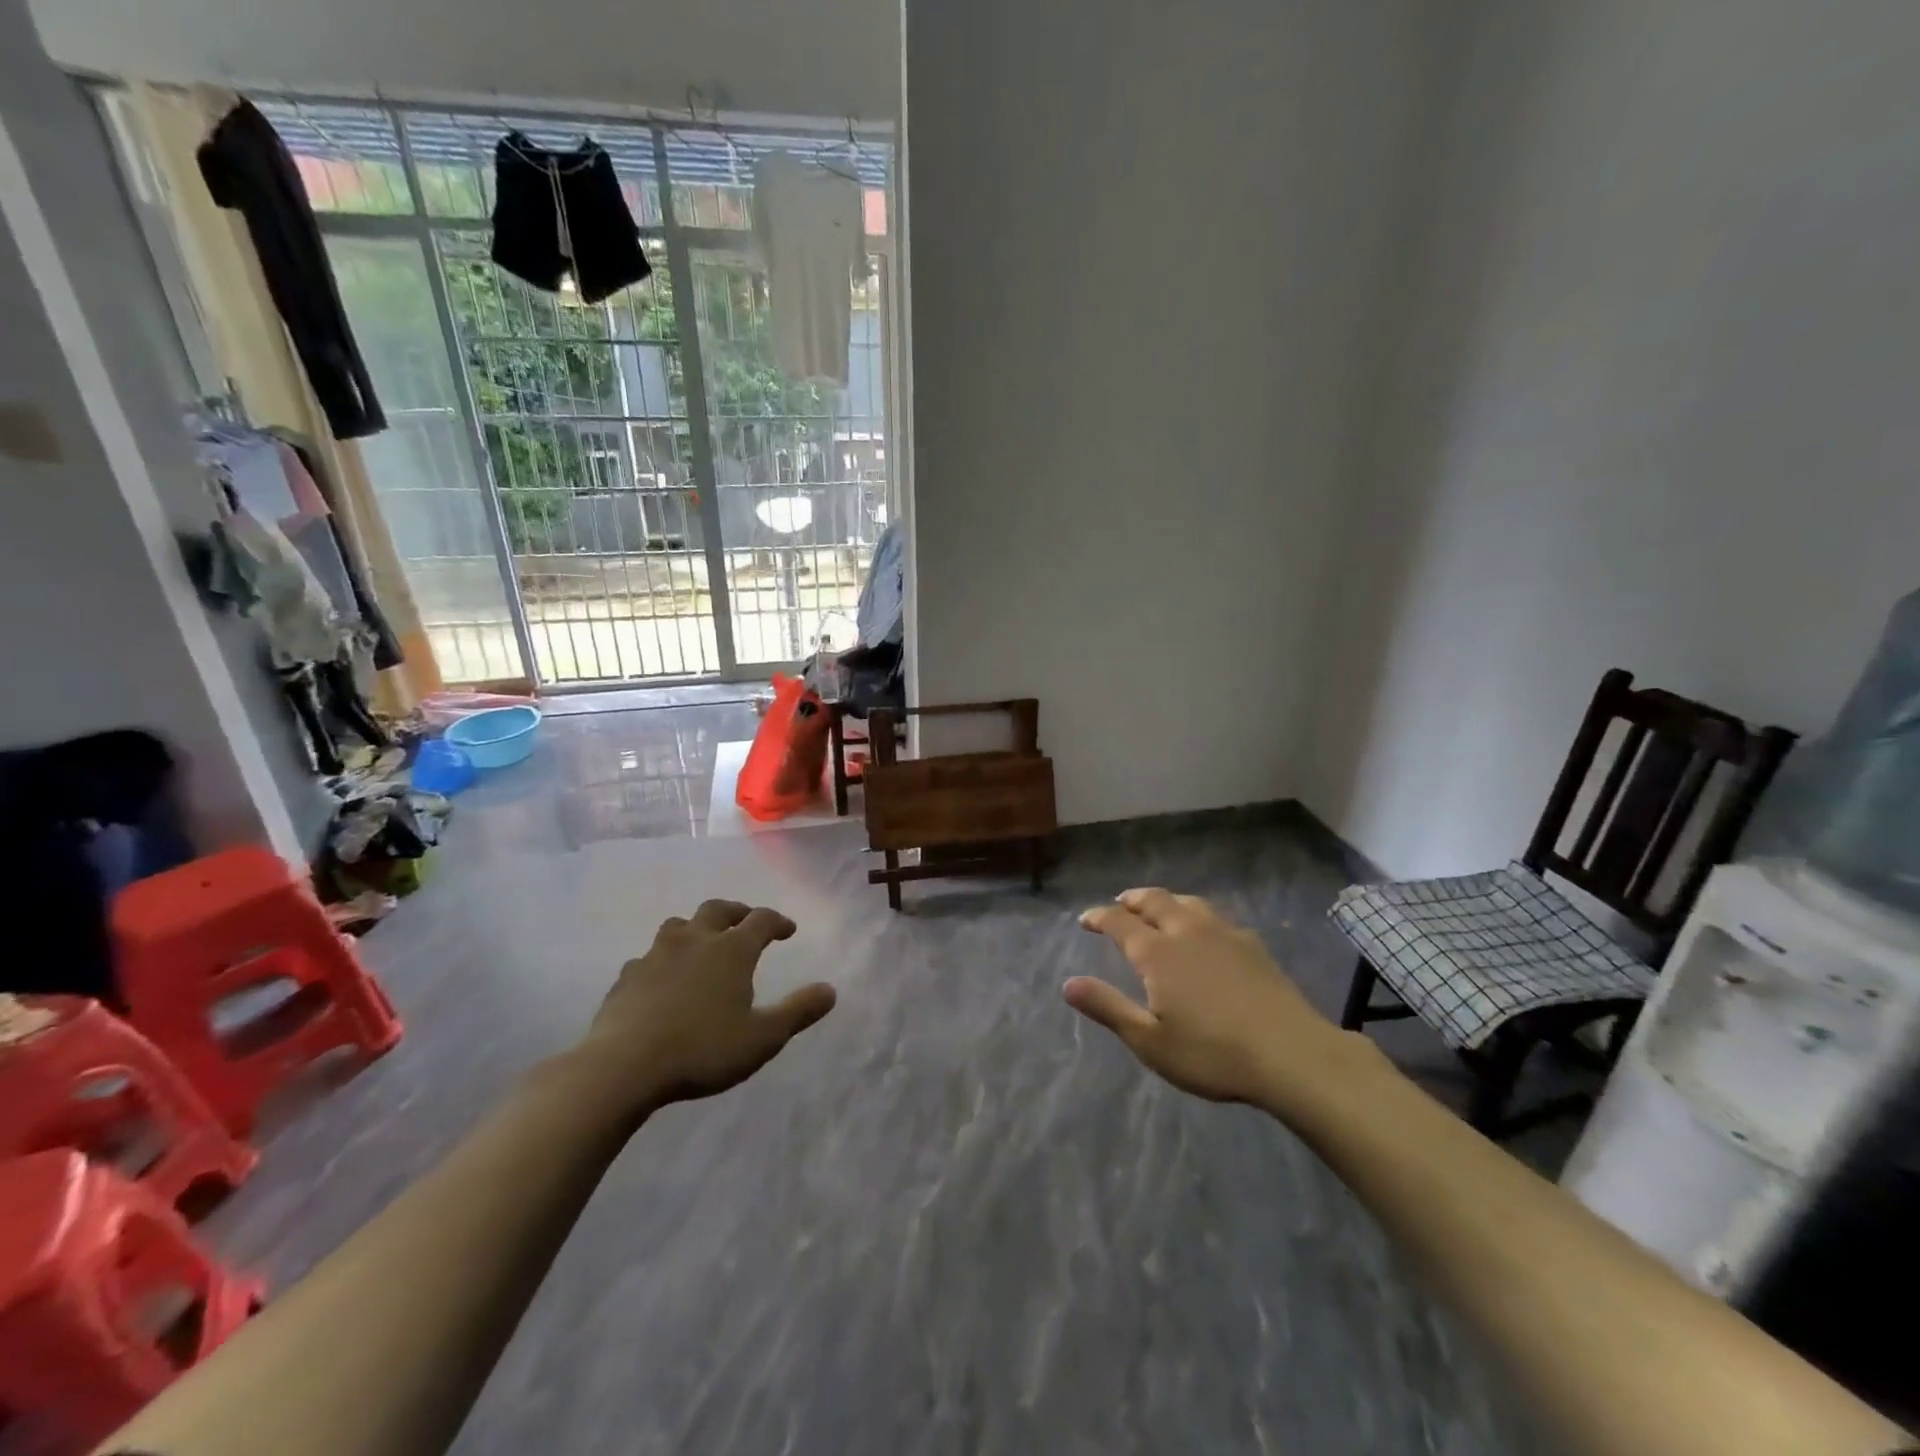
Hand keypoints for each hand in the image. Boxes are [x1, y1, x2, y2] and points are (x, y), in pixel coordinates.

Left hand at [567, 899, 836, 1117]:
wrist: (622, 1067)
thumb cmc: (702, 1049)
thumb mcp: (762, 1038)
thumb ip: (798, 1011)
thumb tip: (830, 990)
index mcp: (731, 950)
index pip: (761, 920)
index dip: (778, 921)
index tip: (788, 930)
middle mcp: (695, 941)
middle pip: (718, 909)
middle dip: (736, 912)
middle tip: (746, 923)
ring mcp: (656, 955)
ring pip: (679, 926)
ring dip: (696, 929)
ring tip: (702, 945)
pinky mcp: (626, 977)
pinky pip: (648, 957)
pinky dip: (663, 960)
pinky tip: (662, 980)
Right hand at [1067, 888, 1354, 1109]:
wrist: (1292, 1055)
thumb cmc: (1213, 1053)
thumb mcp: (1150, 1041)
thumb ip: (1108, 1008)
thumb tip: (1067, 984)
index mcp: (1158, 952)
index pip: (1120, 922)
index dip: (1099, 917)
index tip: (1085, 919)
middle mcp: (1187, 931)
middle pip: (1154, 901)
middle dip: (1132, 899)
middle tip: (1119, 903)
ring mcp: (1224, 934)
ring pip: (1187, 902)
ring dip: (1165, 900)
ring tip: (1157, 907)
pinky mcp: (1252, 946)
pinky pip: (1215, 916)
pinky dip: (1196, 914)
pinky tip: (1205, 930)